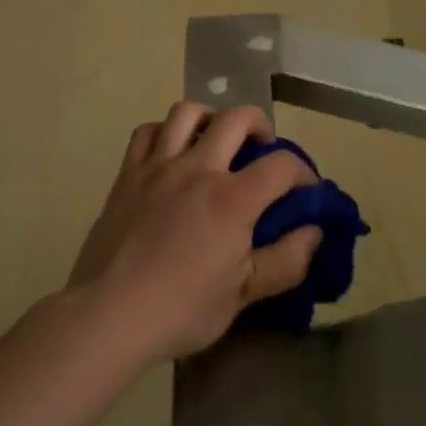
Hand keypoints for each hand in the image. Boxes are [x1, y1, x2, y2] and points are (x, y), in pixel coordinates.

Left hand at [67, 102, 323, 364]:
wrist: (110, 313)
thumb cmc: (182, 309)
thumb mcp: (243, 296)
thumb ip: (286, 261)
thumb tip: (315, 231)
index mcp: (232, 199)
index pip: (281, 165)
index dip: (303, 172)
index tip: (305, 189)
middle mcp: (198, 168)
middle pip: (237, 118)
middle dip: (260, 125)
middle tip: (262, 148)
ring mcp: (159, 165)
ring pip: (188, 112)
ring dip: (210, 118)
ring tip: (215, 139)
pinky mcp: (129, 172)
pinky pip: (147, 132)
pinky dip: (164, 132)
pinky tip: (171, 151)